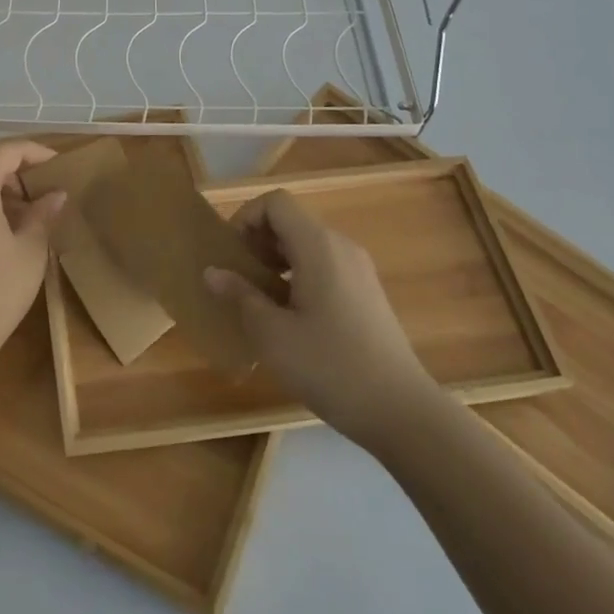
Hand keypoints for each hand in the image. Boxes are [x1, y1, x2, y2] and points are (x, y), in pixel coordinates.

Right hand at [205, 189, 440, 454]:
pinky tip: (291, 317)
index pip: (275, 202)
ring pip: (307, 245)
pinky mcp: (367, 292)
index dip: (245, 218)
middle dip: (258, 241)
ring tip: (260, 299)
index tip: (231, 254)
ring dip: (276, 260)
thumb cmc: (329, 366)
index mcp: (317, 246)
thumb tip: (212, 271)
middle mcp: (341, 246)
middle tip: (239, 278)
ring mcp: (358, 269)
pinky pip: (324, 265)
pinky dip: (298, 276)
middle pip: (290, 221)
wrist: (401, 411)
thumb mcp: (272, 333)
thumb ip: (240, 295)